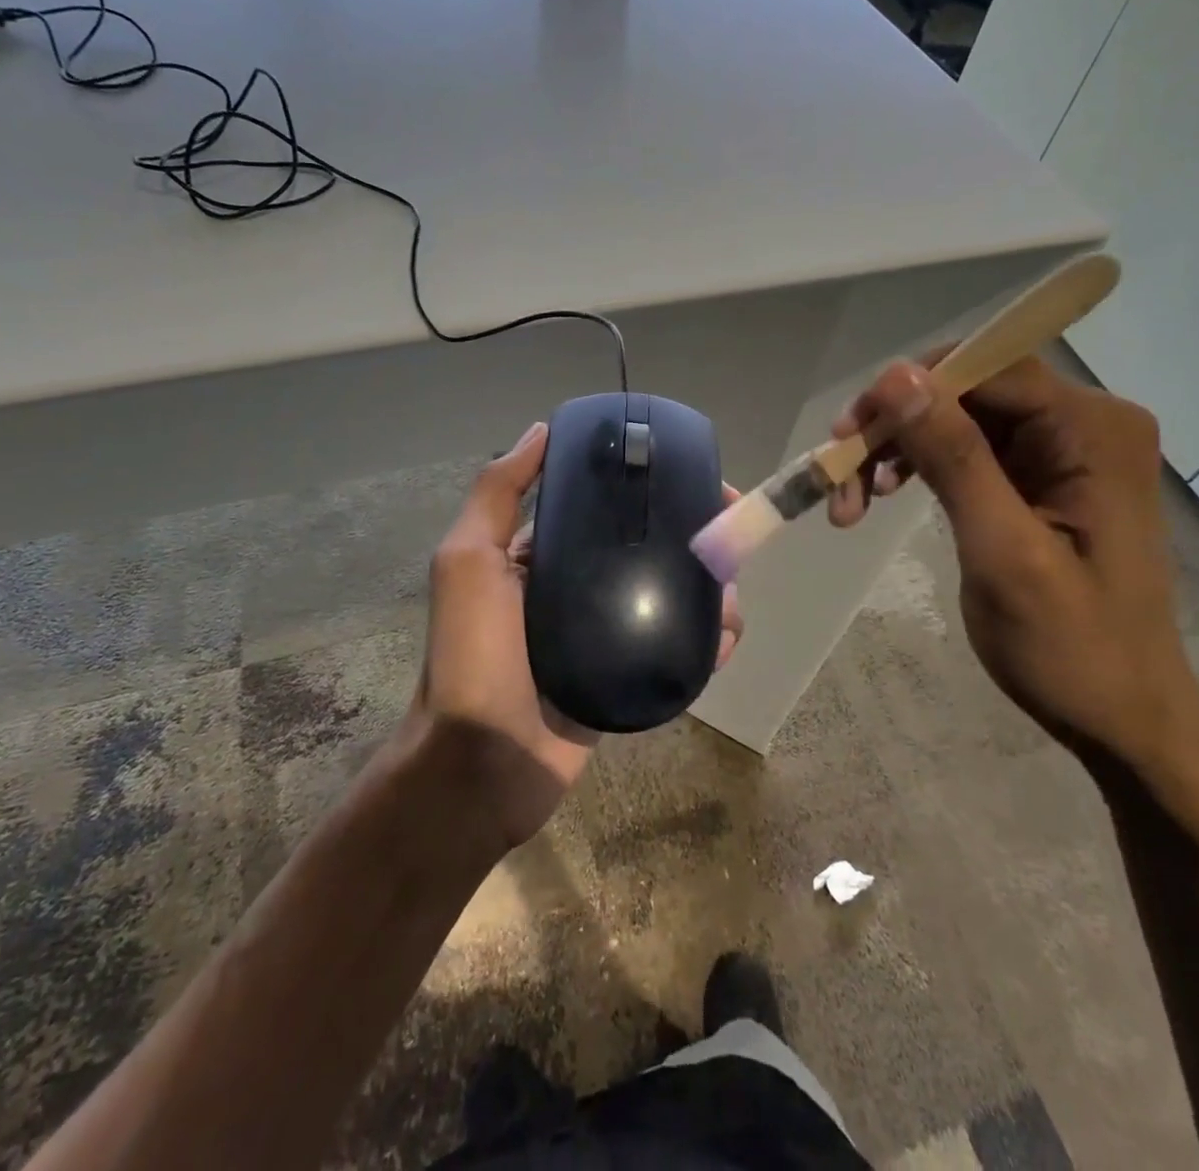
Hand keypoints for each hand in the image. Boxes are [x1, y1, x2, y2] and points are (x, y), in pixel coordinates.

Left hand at [412, 423, 743, 853]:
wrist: (481, 768)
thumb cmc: (472, 655)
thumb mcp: (468, 561)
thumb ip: (498, 495)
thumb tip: (542, 430)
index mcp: (542, 556)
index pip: (603, 508)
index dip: (647, 488)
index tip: (693, 478)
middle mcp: (577, 588)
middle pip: (647, 549)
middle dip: (693, 538)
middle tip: (730, 538)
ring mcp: (607, 635)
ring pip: (670, 598)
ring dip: (709, 591)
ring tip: (730, 597)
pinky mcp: (629, 678)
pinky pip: (675, 649)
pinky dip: (706, 641)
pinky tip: (725, 640)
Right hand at [828, 354, 1198, 773]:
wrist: (1122, 720)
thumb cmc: (1071, 647)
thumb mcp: (1002, 550)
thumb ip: (953, 457)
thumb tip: (896, 376)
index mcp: (1094, 430)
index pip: (988, 368)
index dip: (909, 390)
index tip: (847, 435)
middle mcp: (1086, 425)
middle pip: (969, 391)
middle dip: (897, 426)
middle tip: (840, 473)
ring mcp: (1066, 452)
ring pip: (959, 420)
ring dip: (900, 450)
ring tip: (853, 501)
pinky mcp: (1044, 479)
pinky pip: (969, 450)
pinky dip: (921, 468)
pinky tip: (884, 495)